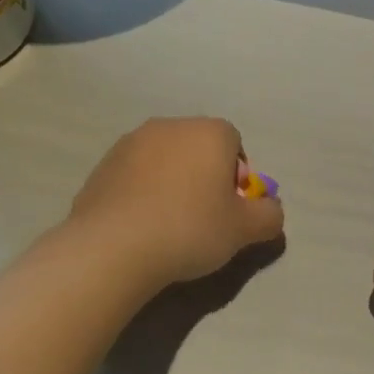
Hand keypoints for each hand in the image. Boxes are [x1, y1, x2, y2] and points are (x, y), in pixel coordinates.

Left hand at [69, 118, 283, 288]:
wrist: (113, 246)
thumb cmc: (190, 229)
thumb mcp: (244, 230)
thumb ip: (269, 216)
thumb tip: (271, 209)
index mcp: (209, 132)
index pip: (234, 143)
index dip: (237, 177)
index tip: (230, 209)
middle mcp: (170, 126)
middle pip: (198, 148)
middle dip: (204, 177)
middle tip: (203, 218)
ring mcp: (131, 142)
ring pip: (165, 161)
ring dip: (172, 183)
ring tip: (167, 225)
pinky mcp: (102, 165)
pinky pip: (135, 176)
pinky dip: (142, 193)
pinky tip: (140, 226)